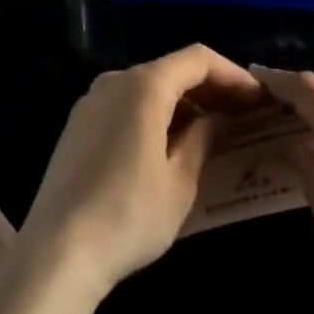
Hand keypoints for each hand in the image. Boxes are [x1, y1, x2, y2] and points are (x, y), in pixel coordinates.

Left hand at [19, 45, 263, 301]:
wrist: (55, 254)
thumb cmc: (128, 215)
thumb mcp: (180, 182)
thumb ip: (204, 139)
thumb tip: (219, 119)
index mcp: (145, 85)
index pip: (198, 60)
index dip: (233, 74)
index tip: (258, 98)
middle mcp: (116, 80)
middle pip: (172, 70)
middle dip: (210, 89)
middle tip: (242, 115)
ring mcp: (92, 100)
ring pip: (148, 88)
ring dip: (183, 103)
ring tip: (211, 131)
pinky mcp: (78, 125)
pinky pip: (126, 105)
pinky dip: (155, 114)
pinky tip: (169, 145)